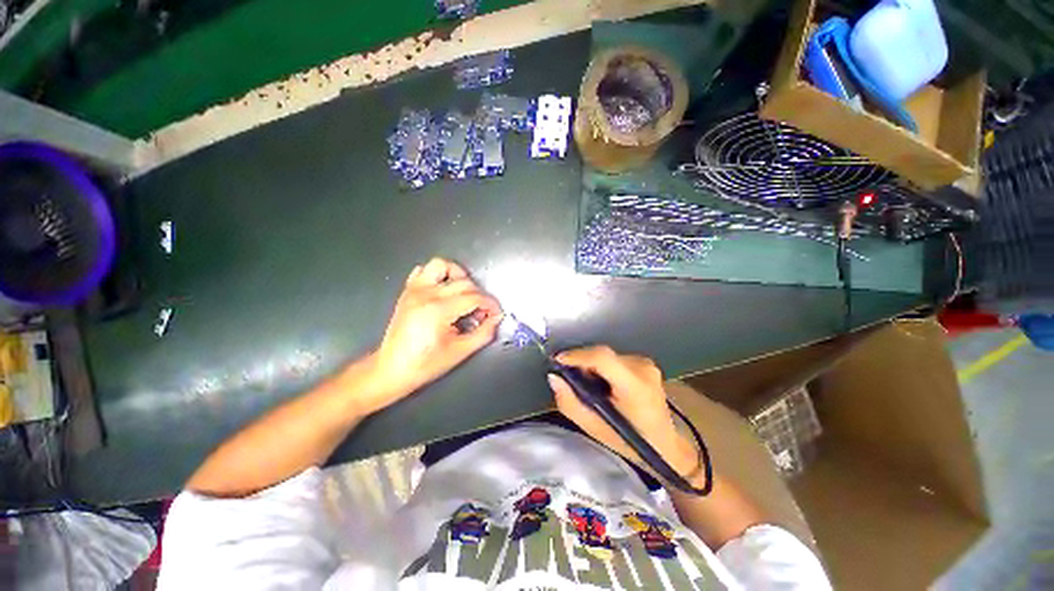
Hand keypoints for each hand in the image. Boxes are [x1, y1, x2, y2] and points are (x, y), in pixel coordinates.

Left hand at [366, 258, 501, 412]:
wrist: (392, 369)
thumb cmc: (426, 364)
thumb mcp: (461, 352)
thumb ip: (484, 333)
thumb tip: (496, 317)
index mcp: (439, 310)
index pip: (475, 297)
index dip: (491, 305)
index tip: (496, 314)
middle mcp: (426, 294)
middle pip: (464, 283)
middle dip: (479, 296)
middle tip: (481, 313)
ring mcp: (415, 289)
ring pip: (441, 265)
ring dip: (457, 275)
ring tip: (463, 294)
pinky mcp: (408, 291)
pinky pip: (423, 271)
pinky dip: (438, 276)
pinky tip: (444, 291)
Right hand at [548, 346, 699, 480]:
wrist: (666, 445)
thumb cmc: (630, 441)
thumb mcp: (594, 429)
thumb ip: (570, 403)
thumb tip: (554, 377)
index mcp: (635, 386)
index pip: (602, 358)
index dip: (577, 355)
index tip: (557, 361)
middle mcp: (643, 368)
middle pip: (602, 354)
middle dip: (581, 362)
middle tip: (569, 377)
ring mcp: (646, 363)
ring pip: (607, 356)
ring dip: (591, 365)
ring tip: (587, 384)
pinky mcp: (645, 363)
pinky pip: (615, 358)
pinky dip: (602, 367)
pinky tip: (602, 383)